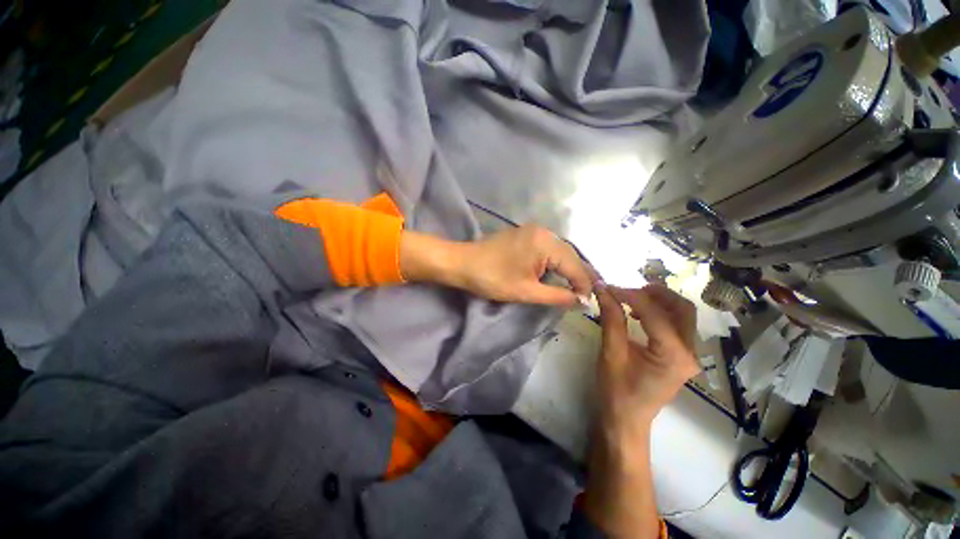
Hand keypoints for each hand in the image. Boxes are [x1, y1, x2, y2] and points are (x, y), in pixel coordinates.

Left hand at [400, 225, 593, 306]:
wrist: (462, 263)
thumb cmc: (492, 279)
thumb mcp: (526, 291)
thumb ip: (557, 295)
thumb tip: (581, 300)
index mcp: (546, 243)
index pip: (575, 265)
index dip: (584, 285)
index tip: (589, 303)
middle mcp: (544, 232)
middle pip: (570, 255)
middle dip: (579, 276)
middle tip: (586, 295)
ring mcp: (533, 231)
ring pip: (560, 251)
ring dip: (568, 268)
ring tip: (576, 286)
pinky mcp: (525, 234)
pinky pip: (548, 248)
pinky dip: (555, 262)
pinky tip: (558, 273)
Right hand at [595, 283, 699, 433]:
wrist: (626, 419)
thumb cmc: (616, 390)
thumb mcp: (611, 353)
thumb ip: (611, 318)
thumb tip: (603, 289)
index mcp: (673, 355)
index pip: (654, 312)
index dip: (629, 295)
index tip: (607, 286)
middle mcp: (690, 353)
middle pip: (682, 308)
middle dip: (654, 293)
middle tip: (625, 291)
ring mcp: (690, 355)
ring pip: (682, 314)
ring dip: (658, 300)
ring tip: (630, 299)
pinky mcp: (683, 355)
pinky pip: (677, 324)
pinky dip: (660, 312)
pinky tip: (638, 314)